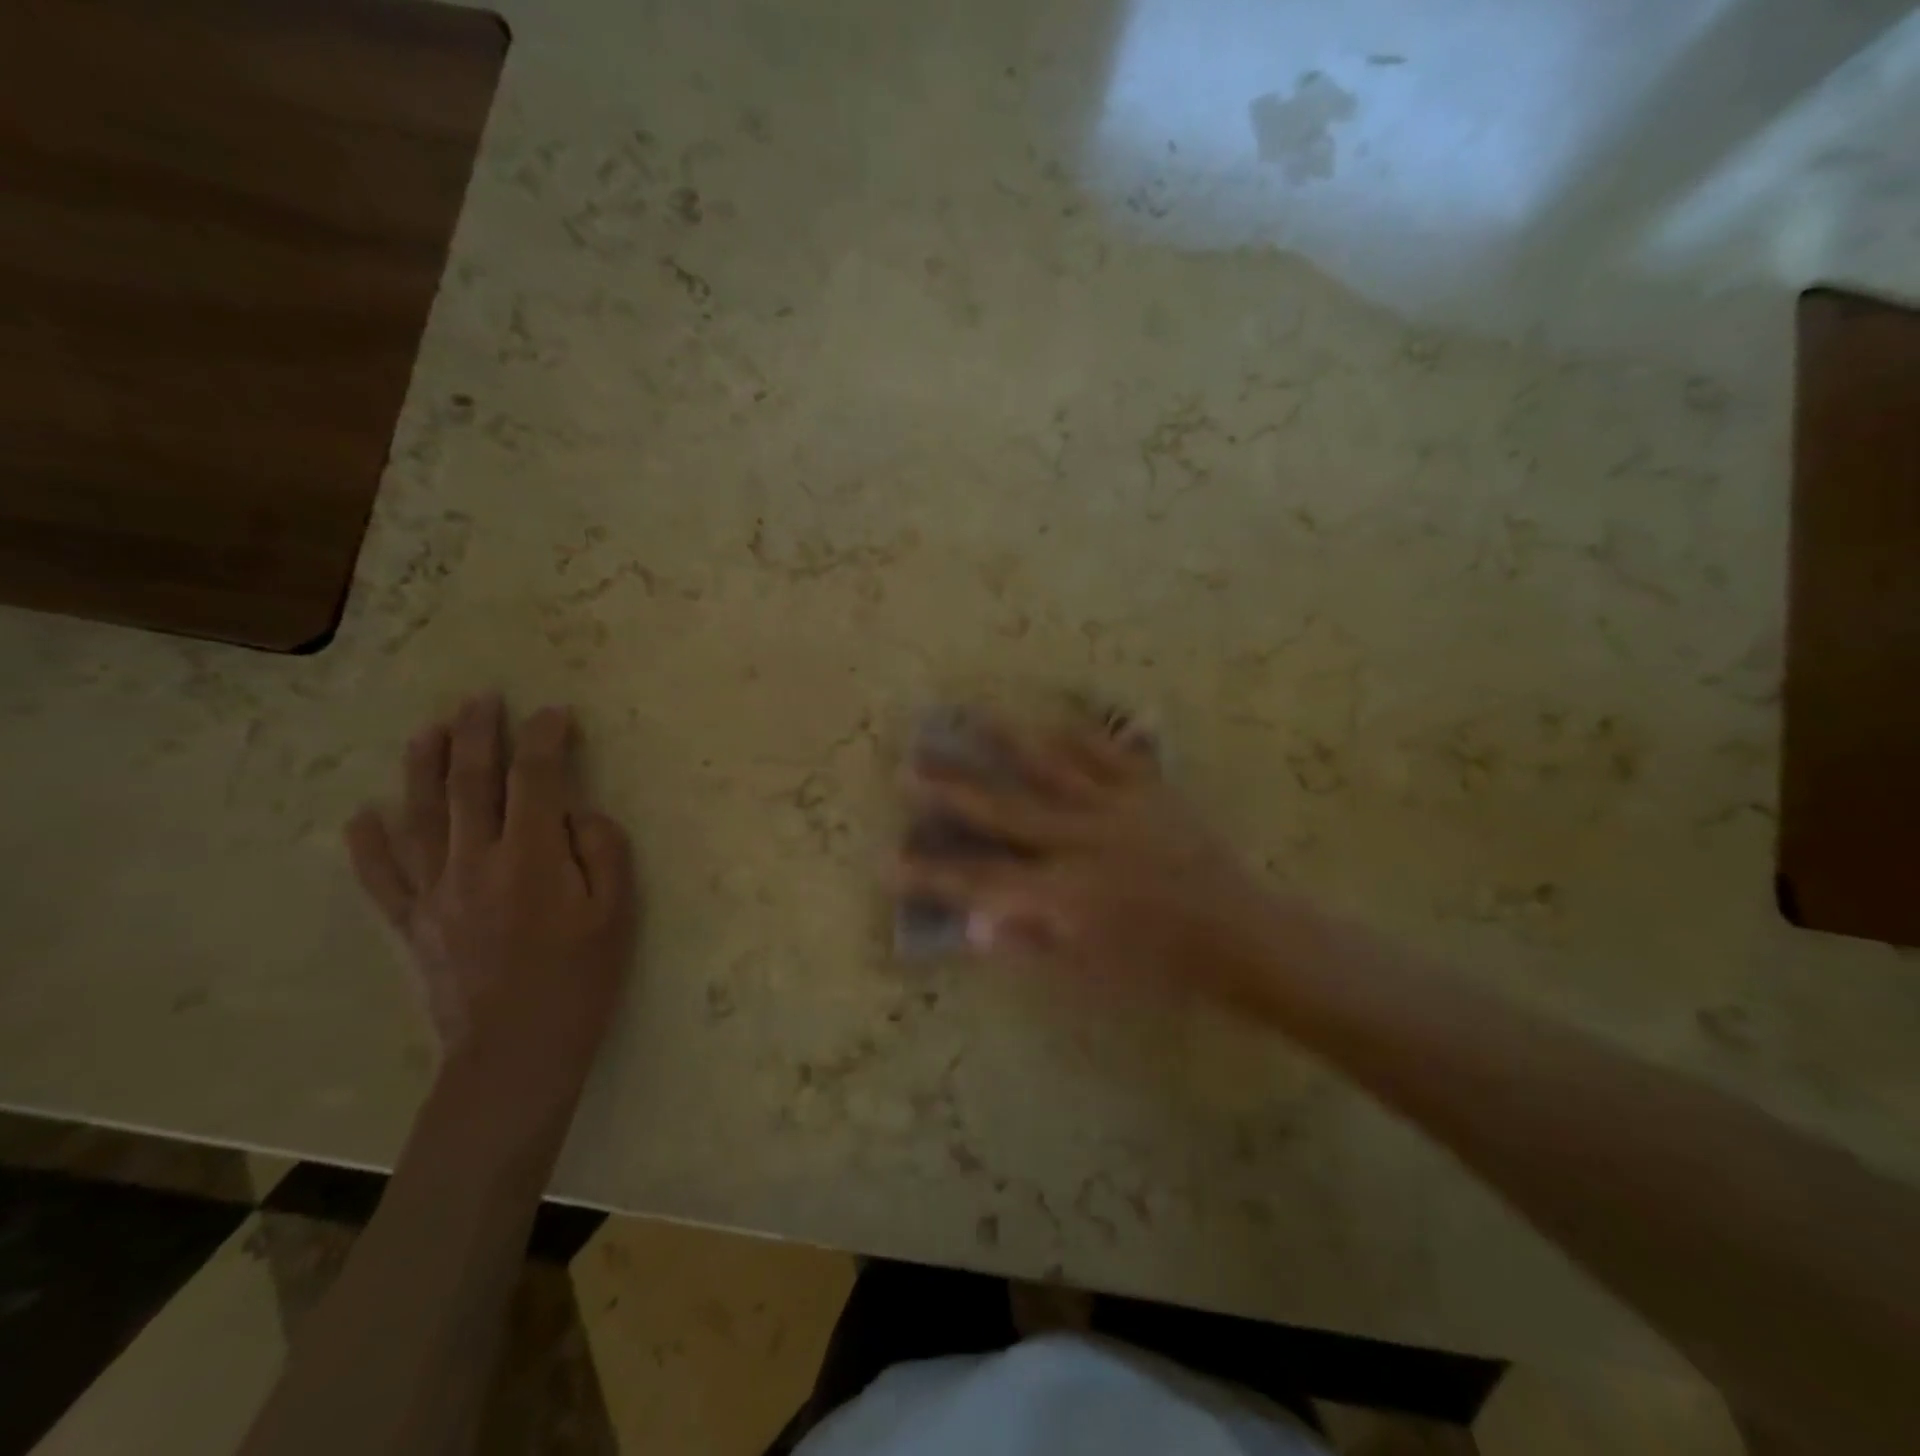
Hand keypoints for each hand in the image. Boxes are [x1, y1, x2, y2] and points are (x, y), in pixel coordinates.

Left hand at [345, 694, 637, 1108]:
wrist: (515, 1052)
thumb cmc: (580, 979)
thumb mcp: (617, 913)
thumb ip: (604, 851)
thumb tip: (577, 814)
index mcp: (532, 858)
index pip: (536, 779)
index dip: (544, 739)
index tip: (554, 715)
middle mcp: (476, 862)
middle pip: (471, 783)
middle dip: (477, 734)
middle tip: (481, 698)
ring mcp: (434, 892)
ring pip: (420, 815)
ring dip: (423, 767)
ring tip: (428, 730)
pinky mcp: (411, 923)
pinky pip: (381, 875)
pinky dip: (369, 842)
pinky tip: (365, 814)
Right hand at [895, 714, 1286, 1015]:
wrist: (1239, 934)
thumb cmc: (1161, 967)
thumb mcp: (1093, 977)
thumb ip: (1031, 945)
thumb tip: (973, 925)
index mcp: (1066, 893)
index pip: (983, 882)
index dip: (933, 874)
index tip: (888, 860)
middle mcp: (1082, 841)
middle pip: (1004, 811)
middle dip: (951, 790)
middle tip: (909, 766)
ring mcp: (1117, 808)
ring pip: (1050, 767)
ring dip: (1005, 741)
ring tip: (968, 715)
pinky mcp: (1149, 789)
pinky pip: (1108, 753)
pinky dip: (1077, 734)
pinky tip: (1049, 717)